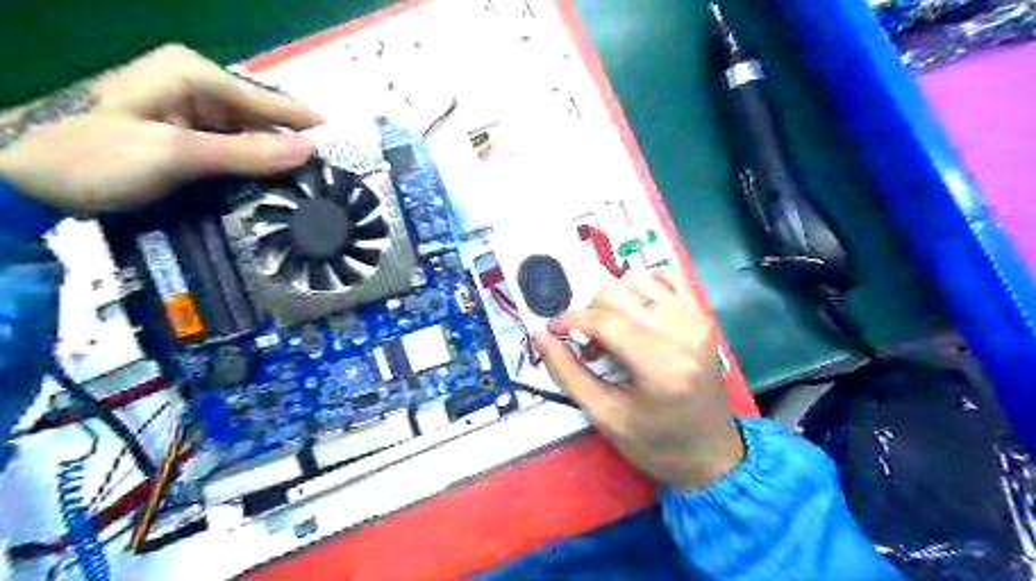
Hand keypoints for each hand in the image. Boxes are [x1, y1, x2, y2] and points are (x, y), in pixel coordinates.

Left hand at [0, 44, 321, 212]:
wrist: (16, 173)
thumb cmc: (90, 156)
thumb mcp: (173, 154)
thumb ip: (245, 153)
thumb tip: (309, 152)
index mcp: (196, 76)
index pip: (274, 102)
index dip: (313, 127)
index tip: (352, 153)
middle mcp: (199, 87)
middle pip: (266, 120)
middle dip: (298, 150)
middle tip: (335, 183)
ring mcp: (191, 112)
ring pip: (253, 138)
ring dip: (279, 164)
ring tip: (316, 192)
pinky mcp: (186, 136)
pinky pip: (235, 151)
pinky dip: (256, 170)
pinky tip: (276, 190)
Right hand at [534, 269, 744, 486]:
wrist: (711, 452)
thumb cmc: (655, 443)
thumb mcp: (604, 416)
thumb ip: (567, 373)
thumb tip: (541, 335)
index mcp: (660, 364)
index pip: (604, 320)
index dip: (570, 319)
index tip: (552, 330)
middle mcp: (682, 331)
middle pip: (618, 292)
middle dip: (591, 312)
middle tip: (589, 346)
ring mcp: (696, 318)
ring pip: (638, 278)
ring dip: (614, 298)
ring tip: (613, 331)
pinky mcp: (702, 315)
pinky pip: (666, 275)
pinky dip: (642, 286)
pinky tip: (636, 313)